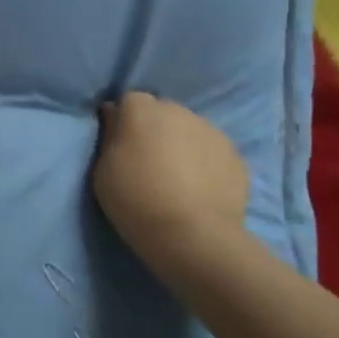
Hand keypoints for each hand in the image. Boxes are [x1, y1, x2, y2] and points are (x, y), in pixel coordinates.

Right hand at [92, 93, 249, 280]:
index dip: (123, 122)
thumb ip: (110, 138)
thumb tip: (115, 118)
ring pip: (190, 130)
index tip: (118, 146)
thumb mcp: (103, 170)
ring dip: (181, 145)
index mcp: (142, 110)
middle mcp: (178, 110)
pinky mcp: (236, 156)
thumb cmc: (136, 199)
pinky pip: (212, 152)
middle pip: (162, 113)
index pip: (128, 102)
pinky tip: (199, 190)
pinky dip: (205, 163)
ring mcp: (212, 131)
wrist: (193, 235)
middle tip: (147, 163)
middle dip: (154, 130)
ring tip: (177, 179)